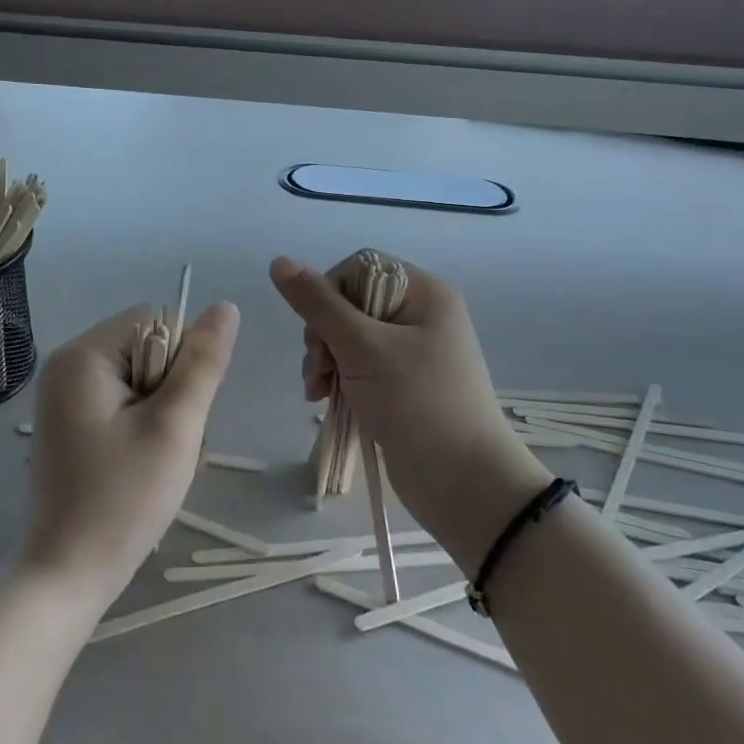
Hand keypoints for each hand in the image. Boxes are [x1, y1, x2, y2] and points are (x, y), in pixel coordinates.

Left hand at [22, 300, 239, 606]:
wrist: (65, 576)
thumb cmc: (123, 499)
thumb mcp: (174, 426)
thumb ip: (203, 362)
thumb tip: (226, 306)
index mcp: (83, 355)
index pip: (157, 322)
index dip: (182, 362)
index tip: (176, 414)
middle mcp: (67, 365)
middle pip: (148, 349)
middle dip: (173, 392)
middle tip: (168, 445)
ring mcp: (64, 397)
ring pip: (141, 381)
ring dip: (163, 415)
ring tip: (156, 462)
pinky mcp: (70, 424)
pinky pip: (123, 404)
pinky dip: (143, 429)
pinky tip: (141, 468)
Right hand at [269, 254, 548, 572]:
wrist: (464, 483)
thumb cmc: (417, 403)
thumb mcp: (362, 348)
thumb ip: (318, 304)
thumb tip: (279, 260)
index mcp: (424, 293)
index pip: (358, 267)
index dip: (329, 293)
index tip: (320, 331)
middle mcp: (419, 315)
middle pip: (349, 302)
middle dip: (323, 334)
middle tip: (320, 369)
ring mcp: (411, 352)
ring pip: (347, 336)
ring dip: (325, 360)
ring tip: (318, 391)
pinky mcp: (401, 384)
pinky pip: (358, 365)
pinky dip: (338, 378)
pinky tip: (325, 400)